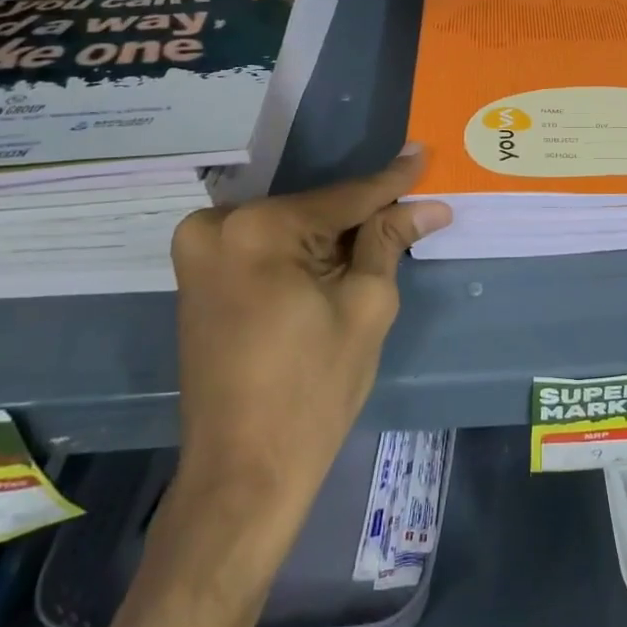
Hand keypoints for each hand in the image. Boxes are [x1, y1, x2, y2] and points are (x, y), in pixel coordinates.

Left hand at [167, 146, 451, 514]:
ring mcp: (198, 252)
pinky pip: (265, 247)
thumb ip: (389, 241)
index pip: (345, 198)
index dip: (392, 181)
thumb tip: (428, 205)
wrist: (243, 472)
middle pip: (315, 210)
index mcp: (258, 229)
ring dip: (334, 233)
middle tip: (413, 207)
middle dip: (363, 214)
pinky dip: (303, 251)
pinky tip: (339, 258)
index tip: (423, 154)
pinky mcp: (197, 277)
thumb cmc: (314, 389)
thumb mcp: (366, 306)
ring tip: (386, 233)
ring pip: (291, 227)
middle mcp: (217, 226)